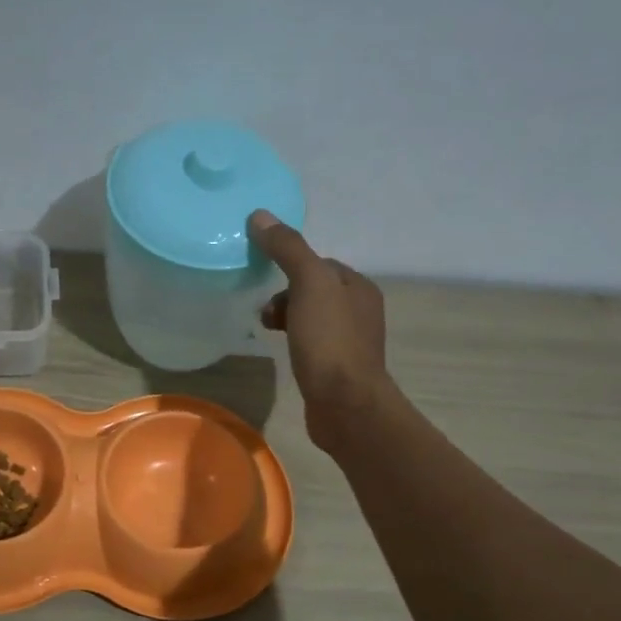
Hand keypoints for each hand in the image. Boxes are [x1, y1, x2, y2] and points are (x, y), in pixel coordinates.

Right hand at [250, 210, 391, 449]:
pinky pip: (312, 344)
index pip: (319, 263)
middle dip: (285, 294)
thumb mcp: (308, 284)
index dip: (290, 265)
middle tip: (264, 311)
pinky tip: (282, 352)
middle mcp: (359, 311)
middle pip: (314, 290)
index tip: (265, 278)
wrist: (345, 405)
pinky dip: (294, 341)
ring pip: (311, 318)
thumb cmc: (329, 340)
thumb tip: (260, 215)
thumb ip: (287, 248)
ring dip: (287, 318)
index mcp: (358, 287)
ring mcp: (350, 343)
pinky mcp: (337, 370)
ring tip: (266, 330)